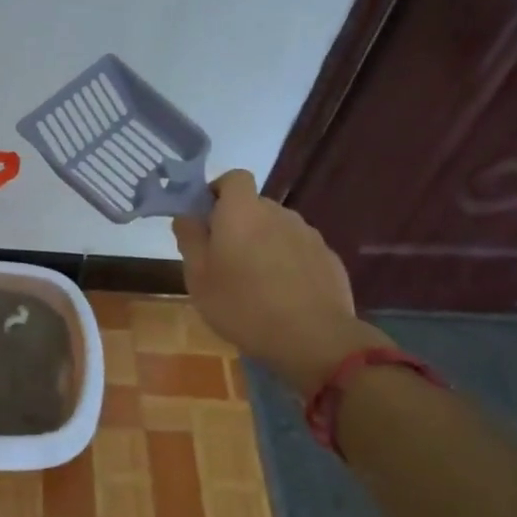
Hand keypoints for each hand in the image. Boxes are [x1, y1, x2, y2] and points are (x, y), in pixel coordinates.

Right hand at [172, 171, 389, 396]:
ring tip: (256, 282)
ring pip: (278, 229)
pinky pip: (300, 251)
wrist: (314, 339)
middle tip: (224, 259)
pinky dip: (289, 263)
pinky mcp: (329, 259)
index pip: (233, 177)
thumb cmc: (243, 305)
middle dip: (239, 224)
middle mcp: (278, 213)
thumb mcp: (198, 278)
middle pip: (255, 206)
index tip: (207, 218)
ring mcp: (308, 235)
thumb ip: (190, 240)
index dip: (218, 191)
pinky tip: (284, 295)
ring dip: (265, 244)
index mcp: (242, 211)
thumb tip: (186, 217)